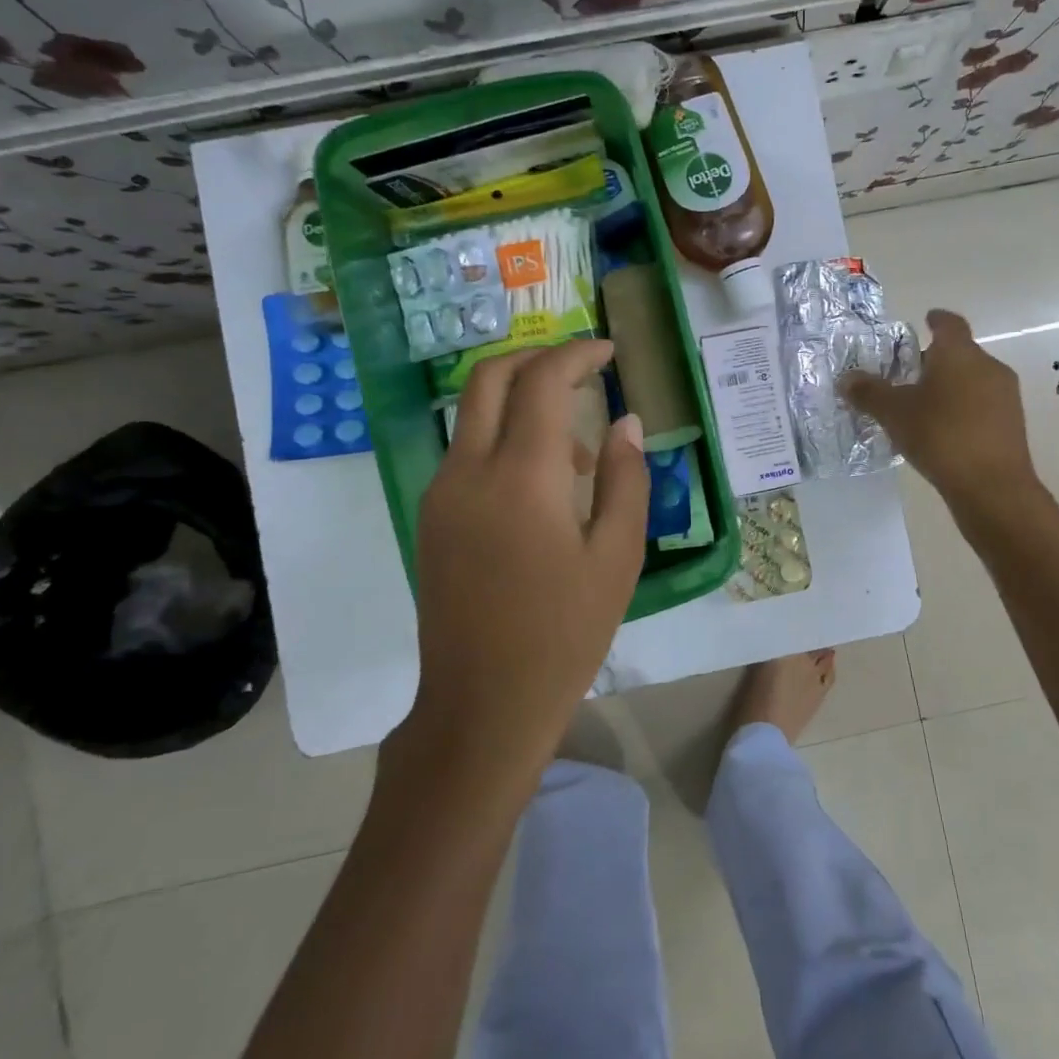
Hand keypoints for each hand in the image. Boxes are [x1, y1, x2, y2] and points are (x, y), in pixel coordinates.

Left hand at [406, 339, 647, 776]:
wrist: (482, 705)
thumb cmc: (565, 633)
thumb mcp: (617, 557)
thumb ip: (627, 479)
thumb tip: (627, 423)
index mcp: (521, 476)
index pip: (542, 381)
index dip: (578, 355)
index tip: (610, 352)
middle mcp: (468, 470)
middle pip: (489, 376)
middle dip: (537, 358)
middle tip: (583, 371)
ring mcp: (441, 493)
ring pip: (474, 412)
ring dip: (523, 402)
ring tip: (581, 450)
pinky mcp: (431, 517)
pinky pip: (467, 451)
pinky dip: (505, 437)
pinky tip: (544, 484)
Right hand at [840, 309, 1038, 507]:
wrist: (992, 486)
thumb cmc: (940, 435)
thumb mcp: (894, 413)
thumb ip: (869, 392)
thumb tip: (846, 379)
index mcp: (959, 353)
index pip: (949, 324)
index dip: (936, 320)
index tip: (926, 320)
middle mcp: (987, 366)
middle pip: (959, 353)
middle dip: (934, 360)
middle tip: (907, 374)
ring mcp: (1005, 395)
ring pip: (972, 380)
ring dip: (949, 386)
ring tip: (922, 406)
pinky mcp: (1011, 423)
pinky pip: (982, 405)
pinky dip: (962, 409)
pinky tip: (943, 431)